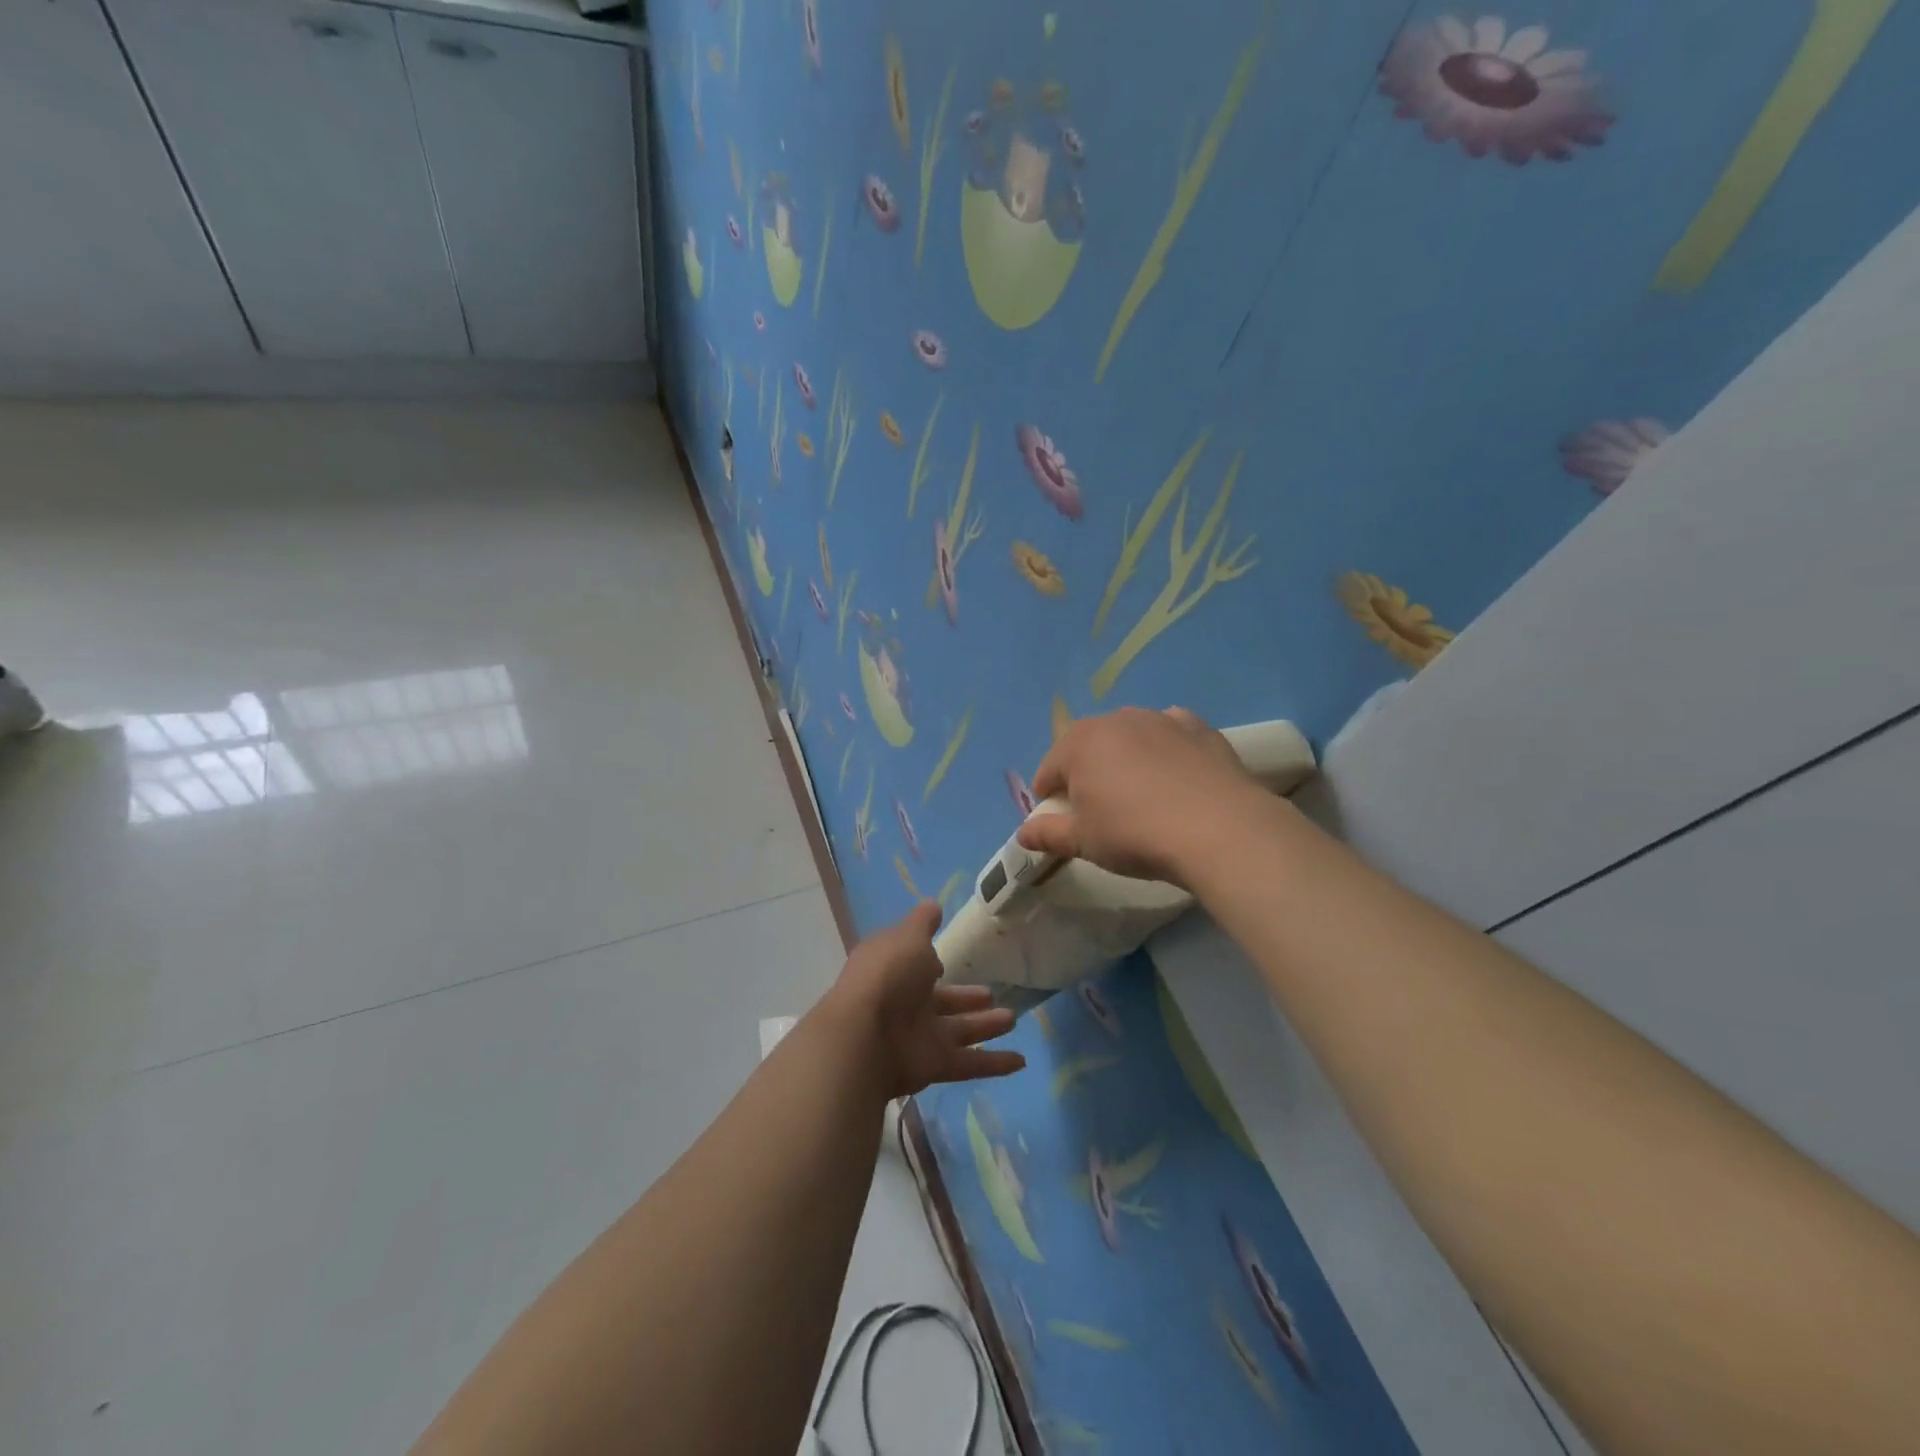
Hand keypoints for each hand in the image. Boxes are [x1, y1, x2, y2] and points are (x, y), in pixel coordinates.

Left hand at [824, 902, 1026, 1098]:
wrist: (864, 1038)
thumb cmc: (888, 976)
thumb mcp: (908, 937)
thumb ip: (923, 923)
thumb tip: (933, 905)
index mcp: (895, 969)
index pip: (914, 963)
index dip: (928, 960)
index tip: (946, 956)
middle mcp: (906, 1002)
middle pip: (943, 1000)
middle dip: (966, 997)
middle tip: (992, 993)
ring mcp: (919, 1035)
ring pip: (960, 1030)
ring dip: (986, 1026)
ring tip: (1013, 1018)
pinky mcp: (933, 1065)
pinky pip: (969, 1063)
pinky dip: (994, 1063)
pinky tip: (1021, 1061)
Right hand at [1015, 707, 1269, 887]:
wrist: (1218, 829)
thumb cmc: (1135, 834)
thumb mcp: (1084, 841)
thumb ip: (1048, 834)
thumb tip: (1022, 834)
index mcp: (1080, 744)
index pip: (1049, 767)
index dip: (1048, 793)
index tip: (1056, 816)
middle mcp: (1116, 721)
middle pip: (1088, 745)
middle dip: (1085, 770)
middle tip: (1096, 806)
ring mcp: (1160, 719)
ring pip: (1129, 735)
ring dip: (1124, 757)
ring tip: (1138, 791)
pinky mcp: (1198, 728)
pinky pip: (1169, 733)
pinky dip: (1164, 748)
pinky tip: (1174, 772)